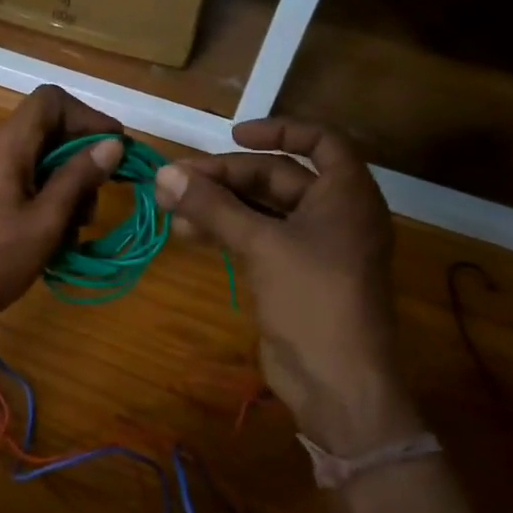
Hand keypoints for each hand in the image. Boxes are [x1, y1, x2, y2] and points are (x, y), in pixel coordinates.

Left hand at [0, 86, 123, 343]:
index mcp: (8, 146)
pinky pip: (24, 187)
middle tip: (93, 204)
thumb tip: (112, 143)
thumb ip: (78, 179)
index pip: (51, 100)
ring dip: (67, 190)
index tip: (112, 151)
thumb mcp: (44, 222)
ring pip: (40, 163)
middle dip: (81, 161)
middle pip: (49, 132)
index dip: (87, 117)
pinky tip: (54, 242)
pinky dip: (47, 206)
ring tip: (74, 231)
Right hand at [155, 118, 414, 452]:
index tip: (233, 135)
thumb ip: (213, 206)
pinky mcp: (291, 274)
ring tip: (169, 206)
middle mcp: (334, 214)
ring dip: (218, 205)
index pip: (321, 141)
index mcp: (347, 195)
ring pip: (261, 209)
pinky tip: (186, 234)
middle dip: (226, 176)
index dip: (279, 130)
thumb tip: (164, 173)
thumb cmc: (313, 300)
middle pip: (277, 177)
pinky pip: (256, 238)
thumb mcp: (262, 245)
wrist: (337, 383)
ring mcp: (313, 246)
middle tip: (176, 180)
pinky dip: (224, 231)